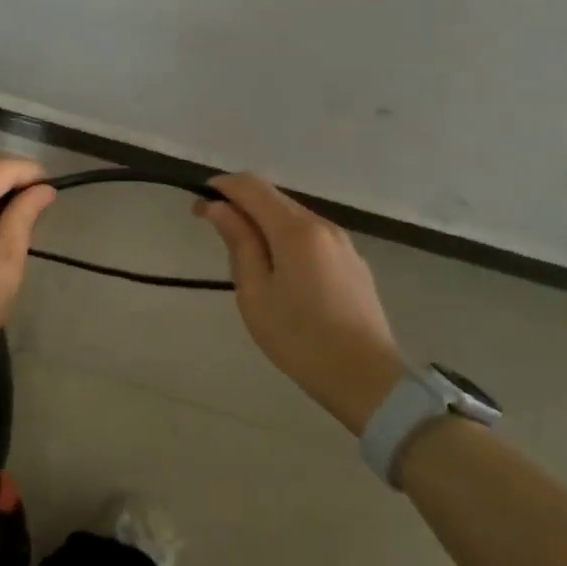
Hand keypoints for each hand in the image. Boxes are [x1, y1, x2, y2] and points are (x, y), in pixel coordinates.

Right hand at [195, 173, 403, 433]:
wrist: (366, 378)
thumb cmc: (299, 338)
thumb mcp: (255, 292)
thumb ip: (238, 242)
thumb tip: (218, 207)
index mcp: (295, 230)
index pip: (252, 187)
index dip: (222, 187)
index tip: (199, 206)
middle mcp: (322, 225)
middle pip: (274, 198)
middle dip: (240, 204)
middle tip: (214, 229)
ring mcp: (343, 243)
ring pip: (293, 217)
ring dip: (263, 222)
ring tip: (244, 255)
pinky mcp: (353, 262)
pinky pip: (311, 236)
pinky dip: (286, 238)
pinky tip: (279, 269)